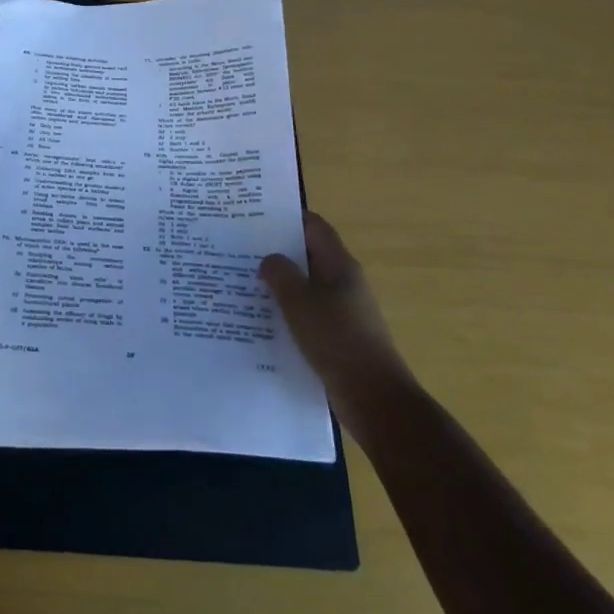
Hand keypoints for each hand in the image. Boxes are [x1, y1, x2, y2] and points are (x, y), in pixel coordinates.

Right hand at [259, 211, 411, 442]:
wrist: (373, 397)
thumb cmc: (337, 339)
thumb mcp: (299, 301)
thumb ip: (280, 273)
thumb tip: (269, 260)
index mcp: (339, 264)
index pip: (313, 226)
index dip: (287, 217)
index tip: (254, 216)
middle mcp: (343, 281)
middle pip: (308, 254)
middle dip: (277, 251)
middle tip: (240, 249)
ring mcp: (343, 310)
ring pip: (306, 286)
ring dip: (280, 283)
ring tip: (244, 282)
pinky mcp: (338, 335)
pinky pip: (308, 313)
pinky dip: (287, 311)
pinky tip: (262, 319)